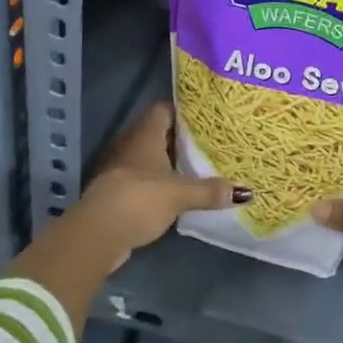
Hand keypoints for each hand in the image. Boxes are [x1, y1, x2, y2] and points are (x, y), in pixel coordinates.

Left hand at [77, 101, 248, 267]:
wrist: (98, 233)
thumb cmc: (140, 198)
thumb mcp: (180, 194)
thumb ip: (210, 190)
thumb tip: (245, 192)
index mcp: (146, 133)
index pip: (166, 109)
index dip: (185, 111)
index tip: (207, 117)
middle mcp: (131, 143)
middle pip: (159, 132)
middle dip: (181, 137)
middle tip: (209, 141)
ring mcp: (120, 168)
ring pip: (150, 156)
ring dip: (169, 162)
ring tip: (198, 165)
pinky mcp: (117, 191)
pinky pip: (143, 178)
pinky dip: (159, 182)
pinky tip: (177, 191)